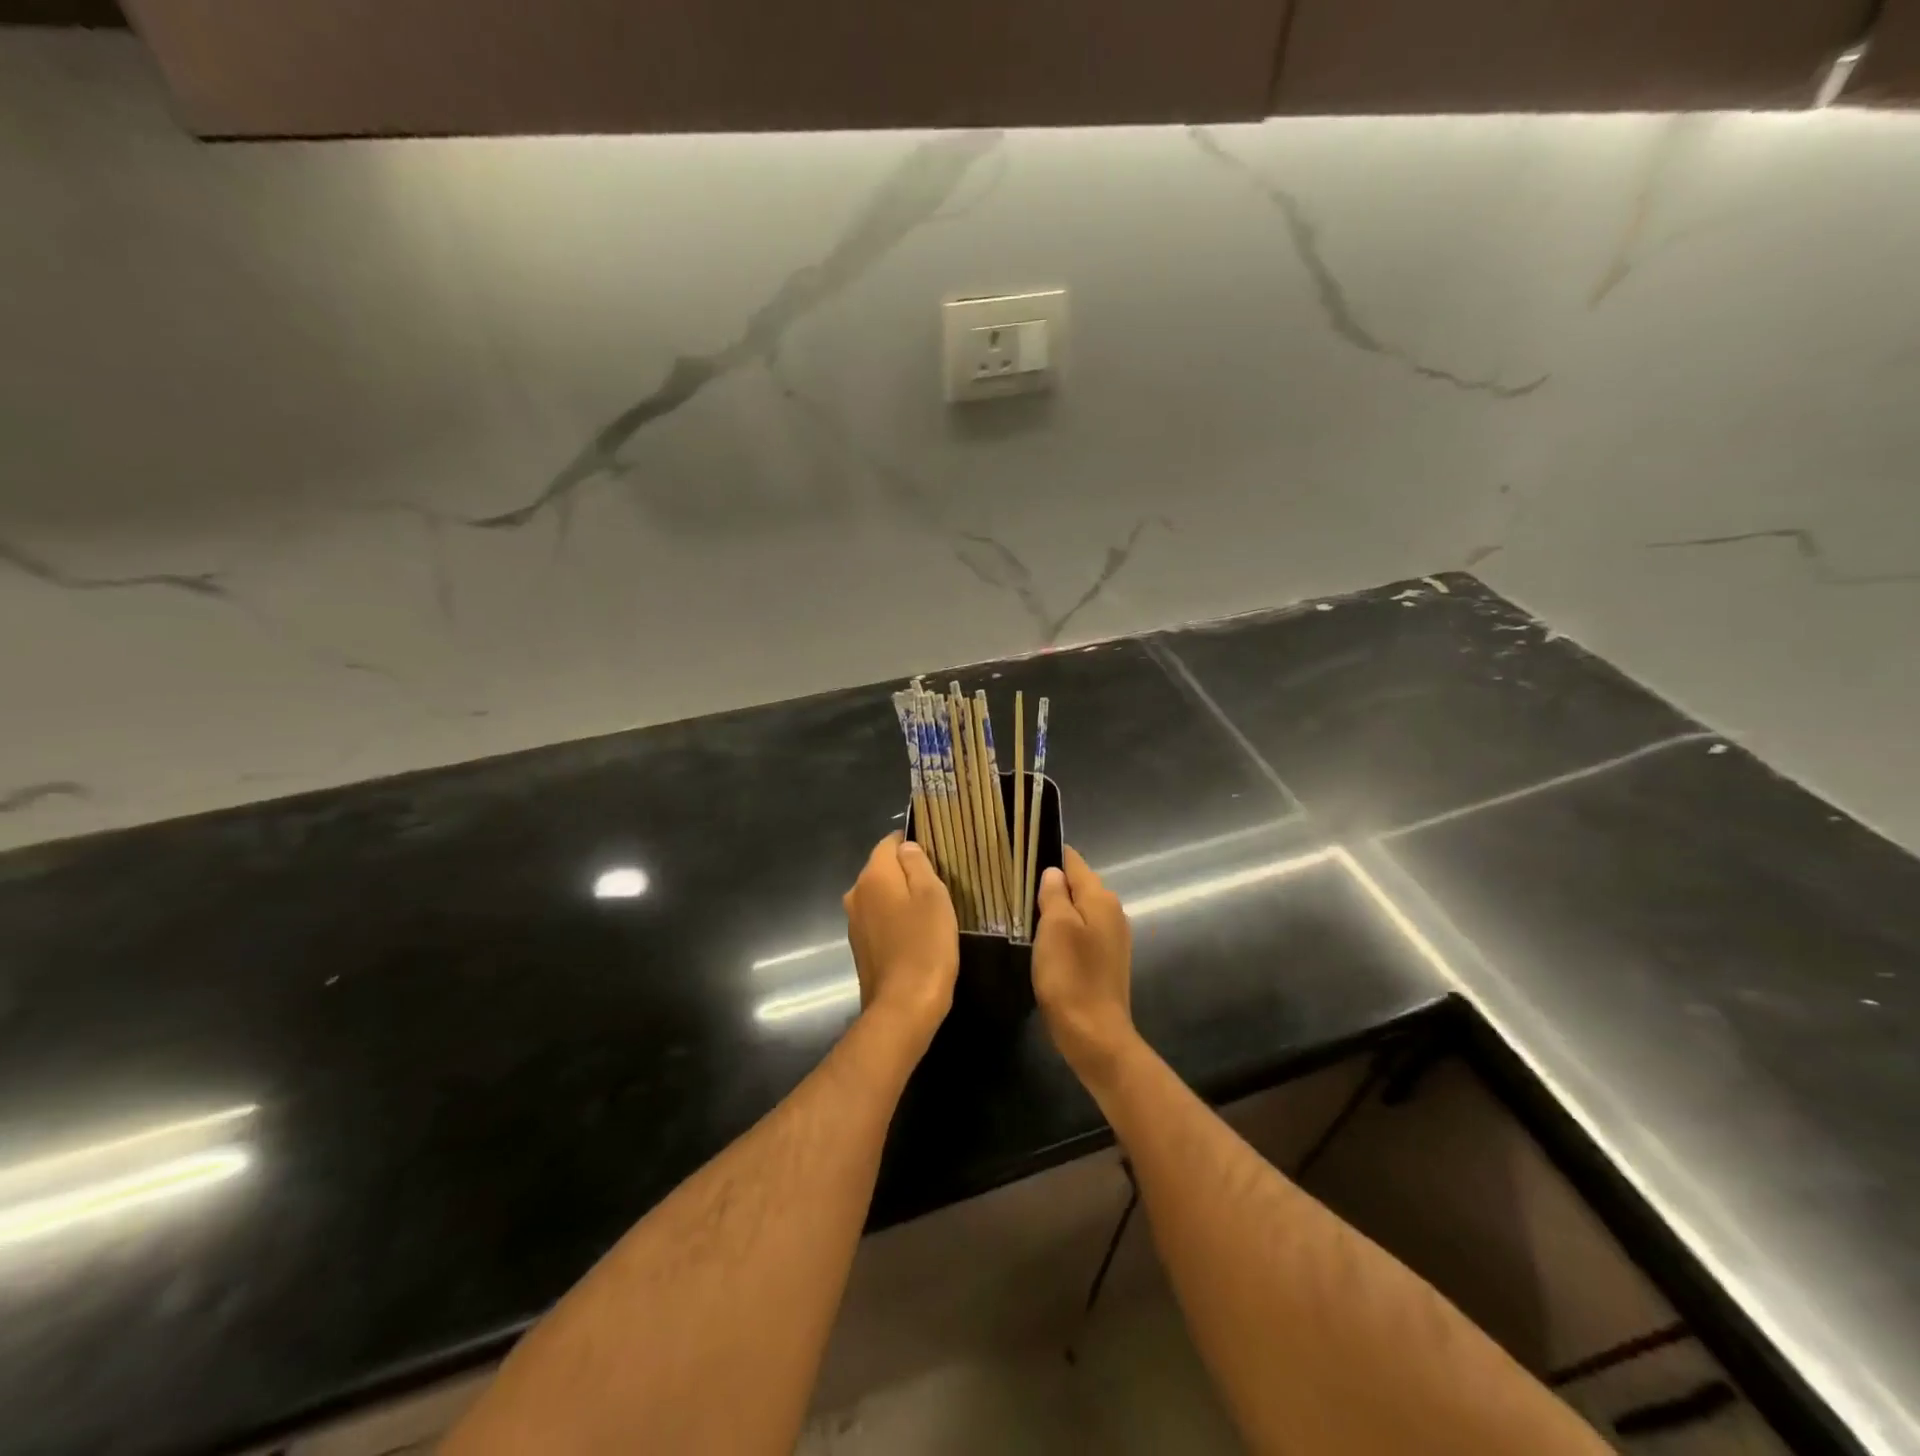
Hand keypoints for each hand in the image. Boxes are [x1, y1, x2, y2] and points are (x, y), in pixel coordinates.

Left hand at [844, 832, 958, 1045]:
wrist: (903, 1007)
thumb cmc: (925, 945)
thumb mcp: (933, 896)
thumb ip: (918, 864)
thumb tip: (906, 847)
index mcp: (873, 876)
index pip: (889, 842)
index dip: (912, 844)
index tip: (937, 857)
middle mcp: (856, 894)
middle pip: (883, 869)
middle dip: (907, 873)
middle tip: (939, 886)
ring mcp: (855, 922)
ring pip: (881, 896)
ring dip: (901, 898)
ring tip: (930, 912)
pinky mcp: (860, 946)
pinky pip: (879, 920)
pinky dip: (895, 920)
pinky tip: (915, 935)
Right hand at [1032, 846, 1136, 1079]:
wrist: (1095, 1035)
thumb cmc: (1071, 976)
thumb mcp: (1055, 927)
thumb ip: (1055, 894)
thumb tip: (1053, 872)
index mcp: (1101, 898)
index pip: (1074, 861)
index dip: (1049, 854)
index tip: (1021, 852)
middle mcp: (1112, 912)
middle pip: (1078, 884)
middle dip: (1051, 882)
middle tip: (1015, 883)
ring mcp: (1112, 937)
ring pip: (1078, 909)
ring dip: (1056, 908)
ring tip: (1024, 910)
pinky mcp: (1105, 960)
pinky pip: (1081, 931)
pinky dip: (1063, 930)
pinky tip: (1044, 940)